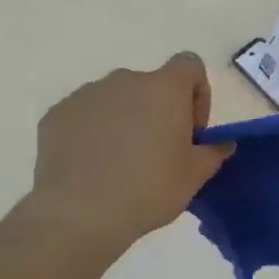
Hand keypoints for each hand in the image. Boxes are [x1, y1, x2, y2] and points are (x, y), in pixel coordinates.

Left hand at [27, 53, 232, 254]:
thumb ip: (213, 152)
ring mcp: (86, 95)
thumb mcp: (195, 176)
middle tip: (158, 154)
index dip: (197, 93)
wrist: (79, 214)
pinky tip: (93, 167)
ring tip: (121, 164)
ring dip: (125, 121)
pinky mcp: (57, 114)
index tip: (191, 130)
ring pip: (116, 100)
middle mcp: (125, 80)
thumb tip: (222, 143)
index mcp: (164, 89)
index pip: (189, 65)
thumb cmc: (149, 189)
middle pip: (151, 86)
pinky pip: (85, 116)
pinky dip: (93, 133)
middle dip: (158, 112)